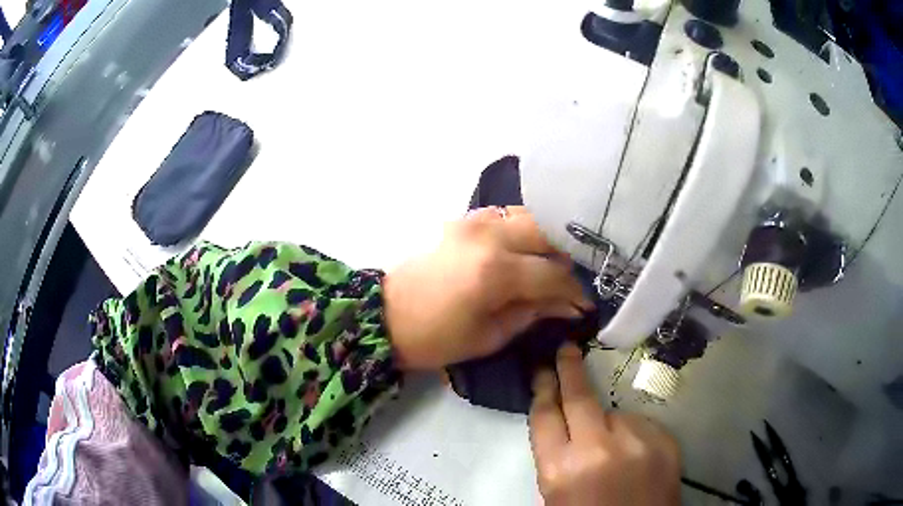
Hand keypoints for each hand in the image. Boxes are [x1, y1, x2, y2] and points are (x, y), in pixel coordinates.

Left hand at [383, 206, 593, 369]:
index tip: (585, 304)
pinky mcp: (462, 220)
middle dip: (565, 258)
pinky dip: (520, 230)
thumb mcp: (490, 335)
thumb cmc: (437, 338)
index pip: (554, 274)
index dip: (575, 291)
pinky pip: (504, 216)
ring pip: (528, 217)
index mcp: (496, 272)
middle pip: (547, 233)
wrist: (387, 316)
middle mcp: (489, 236)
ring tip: (549, 265)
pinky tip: (522, 251)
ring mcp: (473, 221)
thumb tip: (569, 305)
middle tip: (568, 282)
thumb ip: (534, 313)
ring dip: (545, 240)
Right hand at [529, 345, 681, 505]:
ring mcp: (637, 442)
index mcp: (561, 471)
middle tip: (565, 349)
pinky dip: (633, 435)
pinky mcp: (665, 440)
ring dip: (608, 424)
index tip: (542, 368)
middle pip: (579, 398)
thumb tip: (562, 422)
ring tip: (612, 453)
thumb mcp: (556, 495)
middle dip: (569, 369)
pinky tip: (635, 458)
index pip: (545, 416)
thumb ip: (556, 457)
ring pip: (615, 414)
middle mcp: (598, 450)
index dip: (542, 388)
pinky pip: (640, 425)